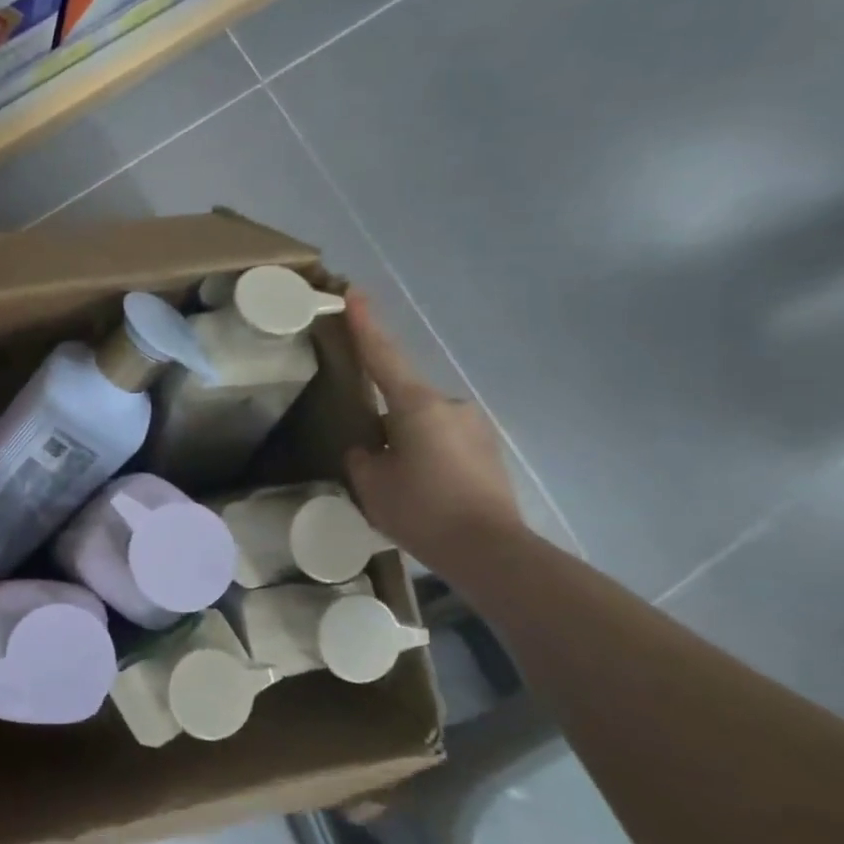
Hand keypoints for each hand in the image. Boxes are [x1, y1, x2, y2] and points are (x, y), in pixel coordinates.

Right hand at [342, 292, 524, 573]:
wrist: (490, 551)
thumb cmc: (422, 510)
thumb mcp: (371, 484)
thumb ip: (362, 457)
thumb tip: (370, 449)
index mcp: (416, 406)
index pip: (383, 356)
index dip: (365, 324)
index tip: (354, 292)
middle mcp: (450, 406)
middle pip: (404, 399)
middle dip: (386, 421)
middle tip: (374, 459)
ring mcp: (475, 427)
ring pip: (425, 425)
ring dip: (408, 444)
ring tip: (402, 487)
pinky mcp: (489, 451)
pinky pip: (445, 444)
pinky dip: (429, 459)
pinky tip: (426, 494)